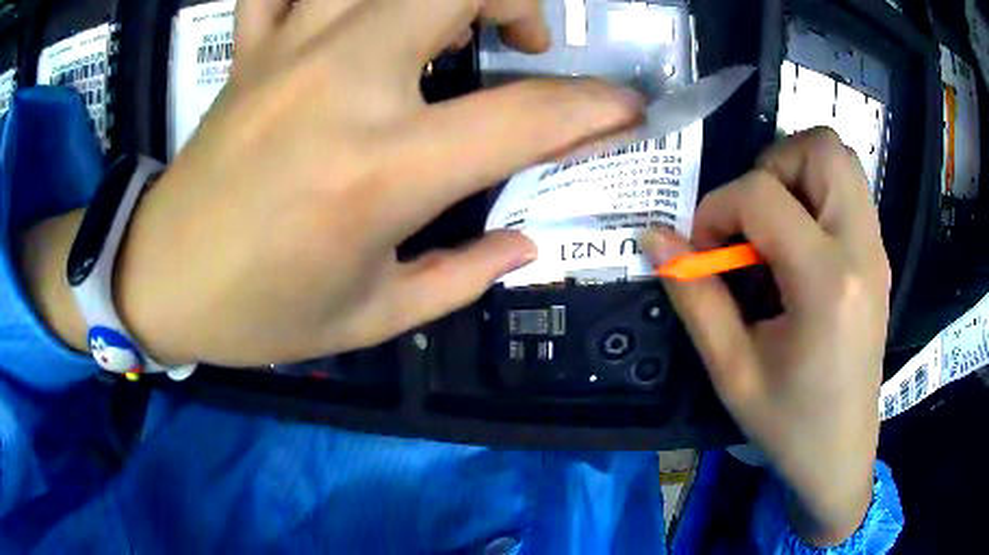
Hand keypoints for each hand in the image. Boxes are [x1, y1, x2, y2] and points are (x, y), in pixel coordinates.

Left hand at [108, 0, 641, 366]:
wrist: (160, 281)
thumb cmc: (258, 314)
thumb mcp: (370, 318)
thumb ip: (464, 277)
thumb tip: (530, 244)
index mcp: (379, 172)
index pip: (528, 117)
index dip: (597, 109)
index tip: (629, 109)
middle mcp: (339, 86)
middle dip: (517, 0)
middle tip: (523, 41)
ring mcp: (286, 53)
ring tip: (450, 17)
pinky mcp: (249, 50)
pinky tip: (344, 6)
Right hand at [643, 129, 888, 545]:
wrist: (841, 454)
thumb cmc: (789, 424)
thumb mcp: (731, 371)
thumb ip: (694, 297)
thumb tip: (655, 239)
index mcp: (826, 283)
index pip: (763, 195)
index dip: (718, 208)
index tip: (704, 249)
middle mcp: (861, 250)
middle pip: (821, 148)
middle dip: (771, 165)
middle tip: (751, 217)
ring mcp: (877, 250)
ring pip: (839, 159)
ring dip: (796, 173)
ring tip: (773, 225)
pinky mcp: (879, 256)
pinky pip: (848, 190)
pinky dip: (816, 195)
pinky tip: (798, 246)